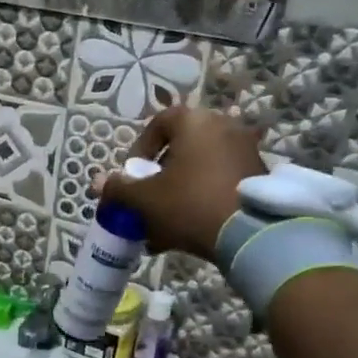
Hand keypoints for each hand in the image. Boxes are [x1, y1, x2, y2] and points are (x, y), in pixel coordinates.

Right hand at [97, 105, 265, 257]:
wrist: (251, 234)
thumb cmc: (190, 204)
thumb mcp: (145, 199)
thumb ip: (120, 188)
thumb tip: (98, 183)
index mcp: (195, 122)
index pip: (159, 123)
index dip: (140, 149)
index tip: (134, 175)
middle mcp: (224, 126)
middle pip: (182, 147)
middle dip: (161, 174)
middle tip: (150, 199)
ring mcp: (246, 149)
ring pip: (201, 167)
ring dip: (181, 189)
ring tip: (167, 222)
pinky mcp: (260, 175)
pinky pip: (221, 180)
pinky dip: (204, 197)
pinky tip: (191, 227)